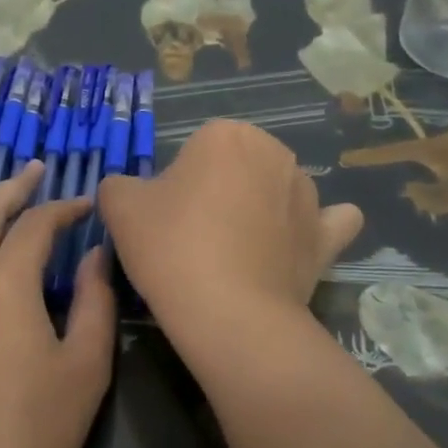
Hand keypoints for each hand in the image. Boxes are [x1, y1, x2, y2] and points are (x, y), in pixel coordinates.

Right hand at [98, 120, 362, 328]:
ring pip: (276, 192)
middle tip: (193, 238)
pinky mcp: (326, 236)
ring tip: (234, 256)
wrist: (228, 312)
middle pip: (237, 167)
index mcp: (226, 135)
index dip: (176, 184)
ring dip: (261, 210)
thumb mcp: (120, 207)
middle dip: (219, 192)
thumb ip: (119, 185)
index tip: (166, 219)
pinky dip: (315, 228)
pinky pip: (328, 222)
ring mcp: (308, 194)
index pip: (194, 151)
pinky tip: (298, 242)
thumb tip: (130, 190)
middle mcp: (275, 153)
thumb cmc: (171, 247)